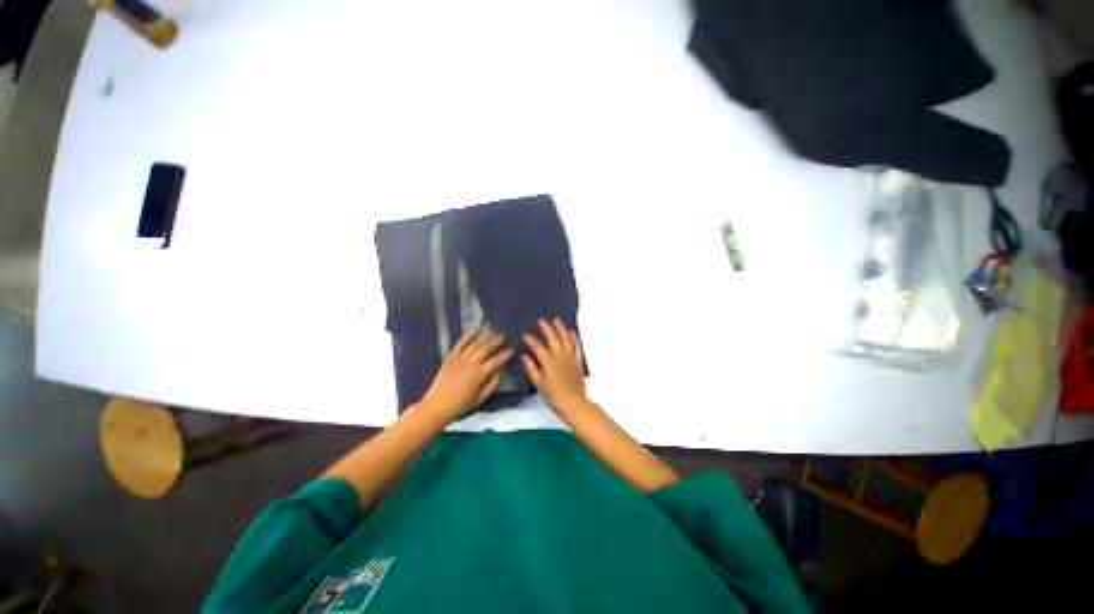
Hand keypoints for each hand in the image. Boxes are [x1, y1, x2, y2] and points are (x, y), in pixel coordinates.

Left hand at [419, 330, 513, 423]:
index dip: (505, 354)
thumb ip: (492, 385)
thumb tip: (499, 372)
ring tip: (492, 331)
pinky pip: (460, 344)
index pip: (496, 361)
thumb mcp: (480, 399)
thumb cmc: (460, 405)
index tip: (512, 349)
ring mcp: (459, 358)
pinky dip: (467, 336)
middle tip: (503, 336)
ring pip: (475, 343)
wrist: (437, 405)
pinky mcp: (450, 357)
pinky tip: (474, 331)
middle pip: (486, 348)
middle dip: (496, 340)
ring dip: (485, 336)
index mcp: (479, 375)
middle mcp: (470, 363)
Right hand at [522, 318, 587, 414]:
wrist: (574, 403)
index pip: (538, 347)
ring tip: (556, 320)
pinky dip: (574, 338)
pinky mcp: (578, 361)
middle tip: (541, 320)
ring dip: (561, 328)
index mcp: (549, 362)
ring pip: (566, 339)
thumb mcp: (539, 384)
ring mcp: (571, 357)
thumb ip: (532, 369)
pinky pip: (577, 346)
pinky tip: (571, 332)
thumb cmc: (554, 396)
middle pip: (553, 338)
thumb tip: (524, 356)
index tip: (524, 334)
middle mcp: (560, 356)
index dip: (531, 339)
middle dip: (546, 328)